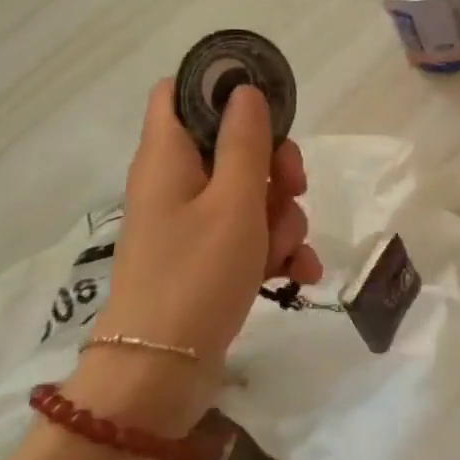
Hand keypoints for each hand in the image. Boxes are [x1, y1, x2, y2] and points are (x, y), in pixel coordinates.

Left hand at [67, 80, 321, 433]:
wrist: (162, 373)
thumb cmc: (197, 274)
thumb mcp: (234, 200)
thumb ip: (246, 140)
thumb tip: (245, 90)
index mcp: (169, 157)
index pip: (179, 92)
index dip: (221, 87)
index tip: (267, 105)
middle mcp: (176, 183)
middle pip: (233, 145)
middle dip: (275, 165)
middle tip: (292, 187)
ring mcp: (192, 223)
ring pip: (252, 193)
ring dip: (282, 217)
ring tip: (285, 251)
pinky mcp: (208, 258)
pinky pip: (252, 234)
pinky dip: (277, 249)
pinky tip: (298, 274)